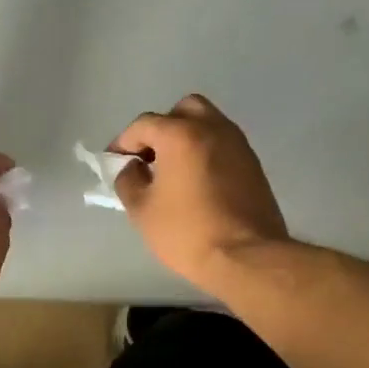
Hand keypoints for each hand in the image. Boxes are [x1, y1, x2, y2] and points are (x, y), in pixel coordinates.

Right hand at [112, 95, 287, 289]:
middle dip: (161, 128)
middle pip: (183, 110)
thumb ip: (129, 180)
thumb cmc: (186, 232)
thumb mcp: (141, 210)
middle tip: (150, 157)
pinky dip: (205, 152)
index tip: (115, 162)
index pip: (144, 124)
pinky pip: (222, 144)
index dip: (123, 142)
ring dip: (186, 138)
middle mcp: (212, 129)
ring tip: (172, 170)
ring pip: (207, 123)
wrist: (246, 257)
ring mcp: (238, 144)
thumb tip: (132, 167)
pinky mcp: (253, 164)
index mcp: (181, 135)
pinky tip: (195, 182)